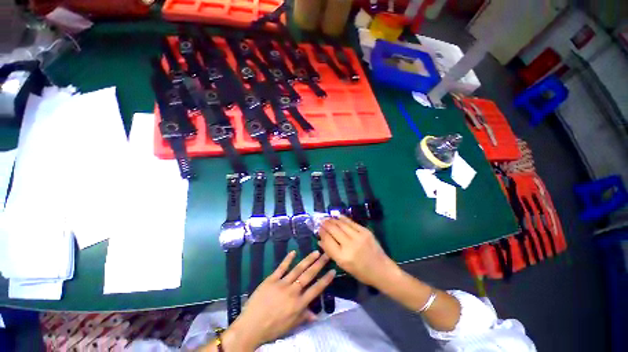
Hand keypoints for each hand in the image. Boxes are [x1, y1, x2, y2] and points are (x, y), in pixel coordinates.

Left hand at [222, 251, 334, 350]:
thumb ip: (303, 317)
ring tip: (315, 252)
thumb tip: (316, 315)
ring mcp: (282, 283)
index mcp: (299, 304)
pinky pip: (281, 267)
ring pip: (298, 269)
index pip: (316, 289)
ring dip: (307, 260)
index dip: (325, 280)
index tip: (333, 270)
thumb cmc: (272, 328)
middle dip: (319, 264)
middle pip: (309, 275)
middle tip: (326, 255)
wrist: (251, 326)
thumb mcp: (290, 326)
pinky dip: (287, 259)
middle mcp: (293, 291)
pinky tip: (293, 252)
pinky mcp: (271, 279)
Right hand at [318, 216, 397, 287]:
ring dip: (333, 220)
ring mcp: (358, 236)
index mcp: (342, 257)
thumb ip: (331, 252)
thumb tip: (320, 240)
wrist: (382, 269)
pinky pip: (351, 222)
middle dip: (325, 224)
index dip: (322, 233)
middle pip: (333, 230)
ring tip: (327, 218)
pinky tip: (338, 216)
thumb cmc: (361, 272)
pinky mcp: (365, 231)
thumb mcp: (343, 266)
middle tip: (321, 221)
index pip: (328, 240)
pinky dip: (343, 218)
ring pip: (341, 224)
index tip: (318, 228)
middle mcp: (349, 245)